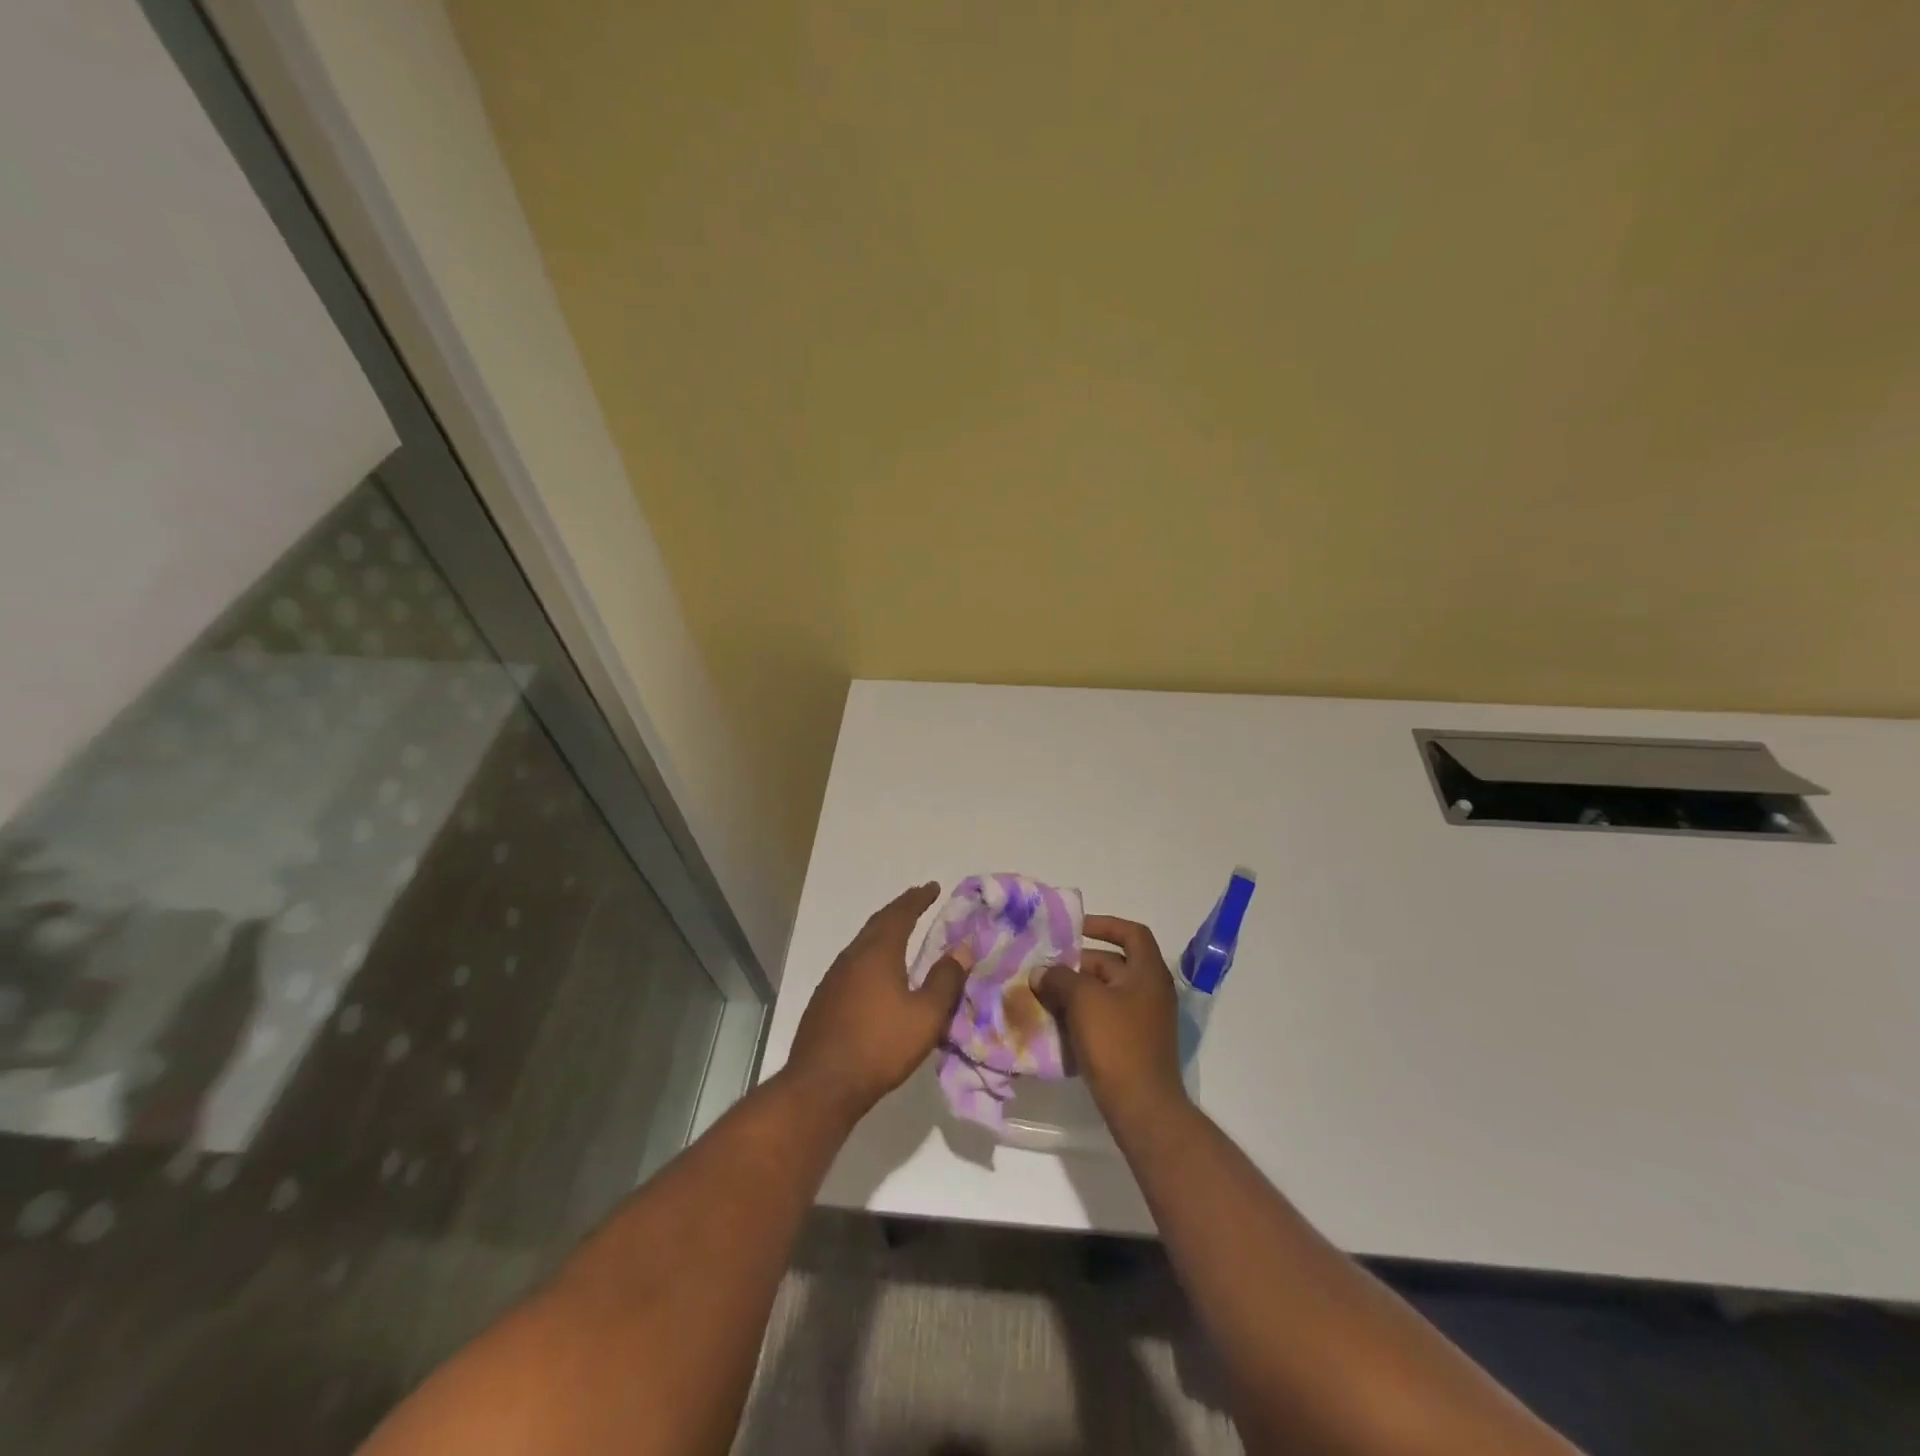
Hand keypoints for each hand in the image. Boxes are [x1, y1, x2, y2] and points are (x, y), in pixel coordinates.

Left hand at [784, 883, 971, 1125]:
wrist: (822, 1085)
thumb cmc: (880, 1046)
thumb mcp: (926, 1016)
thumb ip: (946, 980)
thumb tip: (962, 949)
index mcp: (878, 952)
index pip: (900, 913)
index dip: (918, 899)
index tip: (932, 887)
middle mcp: (852, 956)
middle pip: (878, 923)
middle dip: (899, 910)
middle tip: (918, 901)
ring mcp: (833, 978)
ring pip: (862, 944)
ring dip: (883, 932)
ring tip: (900, 933)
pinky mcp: (824, 1000)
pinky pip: (852, 964)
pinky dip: (870, 955)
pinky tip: (876, 973)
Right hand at [1035, 914, 1185, 1122]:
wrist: (1142, 1108)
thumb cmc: (1117, 1043)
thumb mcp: (1083, 1001)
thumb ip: (1059, 978)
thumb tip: (1041, 972)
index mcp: (1148, 973)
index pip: (1131, 933)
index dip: (1104, 925)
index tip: (1074, 930)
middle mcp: (1151, 992)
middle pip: (1113, 965)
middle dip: (1078, 965)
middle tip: (1045, 969)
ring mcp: (1144, 1021)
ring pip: (1105, 994)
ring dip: (1076, 992)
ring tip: (1044, 995)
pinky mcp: (1134, 1046)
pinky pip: (1105, 1019)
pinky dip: (1083, 1016)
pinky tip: (1056, 1024)